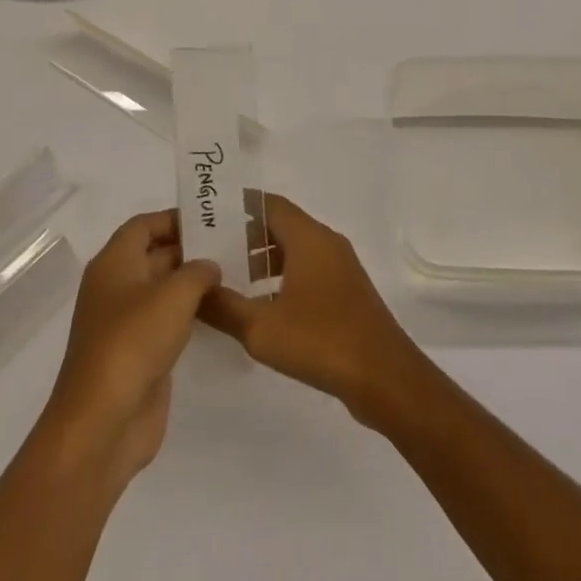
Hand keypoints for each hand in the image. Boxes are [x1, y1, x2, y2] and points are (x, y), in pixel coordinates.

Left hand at [40, 209, 220, 489]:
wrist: (102, 424)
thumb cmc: (134, 342)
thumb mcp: (174, 294)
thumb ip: (198, 271)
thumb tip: (208, 266)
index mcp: (114, 263)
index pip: (144, 225)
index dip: (175, 218)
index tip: (212, 219)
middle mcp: (116, 287)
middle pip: (154, 255)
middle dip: (190, 249)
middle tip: (234, 245)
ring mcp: (125, 323)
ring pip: (162, 290)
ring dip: (193, 284)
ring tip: (234, 274)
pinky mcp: (138, 355)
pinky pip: (166, 322)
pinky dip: (190, 314)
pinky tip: (220, 312)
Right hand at [198, 194, 423, 428]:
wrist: (385, 378)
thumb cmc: (321, 341)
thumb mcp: (261, 328)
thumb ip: (223, 307)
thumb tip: (194, 289)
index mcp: (308, 237)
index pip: (268, 203)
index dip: (237, 206)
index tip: (206, 216)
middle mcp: (325, 242)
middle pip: (280, 224)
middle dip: (245, 234)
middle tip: (209, 250)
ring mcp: (339, 267)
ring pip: (294, 248)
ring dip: (263, 257)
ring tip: (229, 278)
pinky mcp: (345, 292)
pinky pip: (307, 269)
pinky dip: (281, 276)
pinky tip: (261, 305)